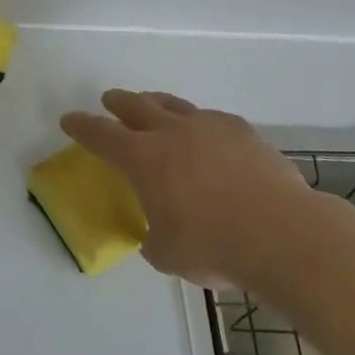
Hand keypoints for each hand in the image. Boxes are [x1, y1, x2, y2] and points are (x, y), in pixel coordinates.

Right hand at [60, 91, 354, 289]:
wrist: (285, 235)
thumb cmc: (215, 246)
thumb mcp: (167, 254)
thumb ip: (153, 237)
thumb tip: (157, 233)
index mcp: (143, 159)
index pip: (100, 135)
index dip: (81, 126)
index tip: (69, 119)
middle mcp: (171, 133)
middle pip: (136, 105)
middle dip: (118, 102)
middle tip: (110, 100)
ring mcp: (209, 127)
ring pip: (174, 105)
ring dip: (157, 104)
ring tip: (153, 105)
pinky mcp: (243, 132)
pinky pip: (211, 120)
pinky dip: (199, 124)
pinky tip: (206, 135)